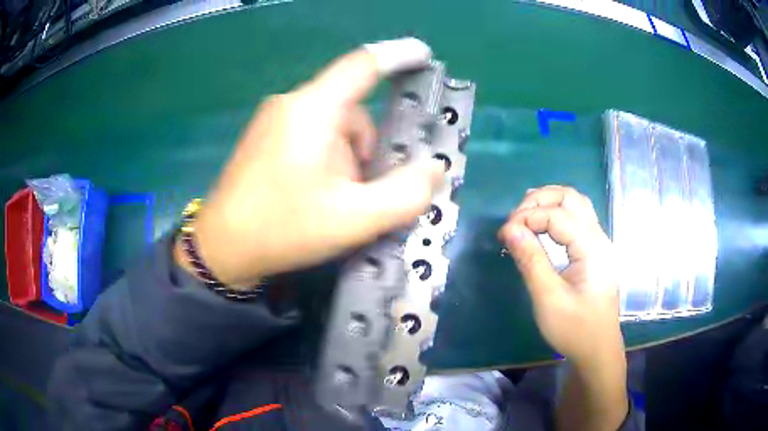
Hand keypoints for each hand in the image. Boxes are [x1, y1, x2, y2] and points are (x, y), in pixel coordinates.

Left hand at [179, 38, 444, 287]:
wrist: (222, 249)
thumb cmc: (283, 229)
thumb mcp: (354, 219)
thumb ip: (405, 194)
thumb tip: (434, 169)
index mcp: (313, 109)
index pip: (363, 64)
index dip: (398, 55)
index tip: (424, 55)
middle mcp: (292, 103)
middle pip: (352, 110)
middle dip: (369, 150)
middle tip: (363, 193)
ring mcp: (274, 120)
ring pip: (333, 126)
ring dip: (348, 160)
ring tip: (334, 201)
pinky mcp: (265, 137)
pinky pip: (312, 135)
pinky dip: (328, 159)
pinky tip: (315, 194)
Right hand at [498, 186, 623, 366]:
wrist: (597, 350)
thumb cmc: (575, 329)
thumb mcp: (548, 299)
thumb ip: (530, 260)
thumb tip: (509, 228)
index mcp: (592, 247)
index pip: (557, 215)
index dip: (528, 217)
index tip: (503, 234)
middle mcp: (598, 237)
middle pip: (570, 197)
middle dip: (539, 200)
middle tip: (514, 220)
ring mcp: (598, 243)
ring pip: (576, 204)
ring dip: (549, 202)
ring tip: (523, 215)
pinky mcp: (594, 251)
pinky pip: (577, 218)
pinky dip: (556, 213)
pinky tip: (542, 223)